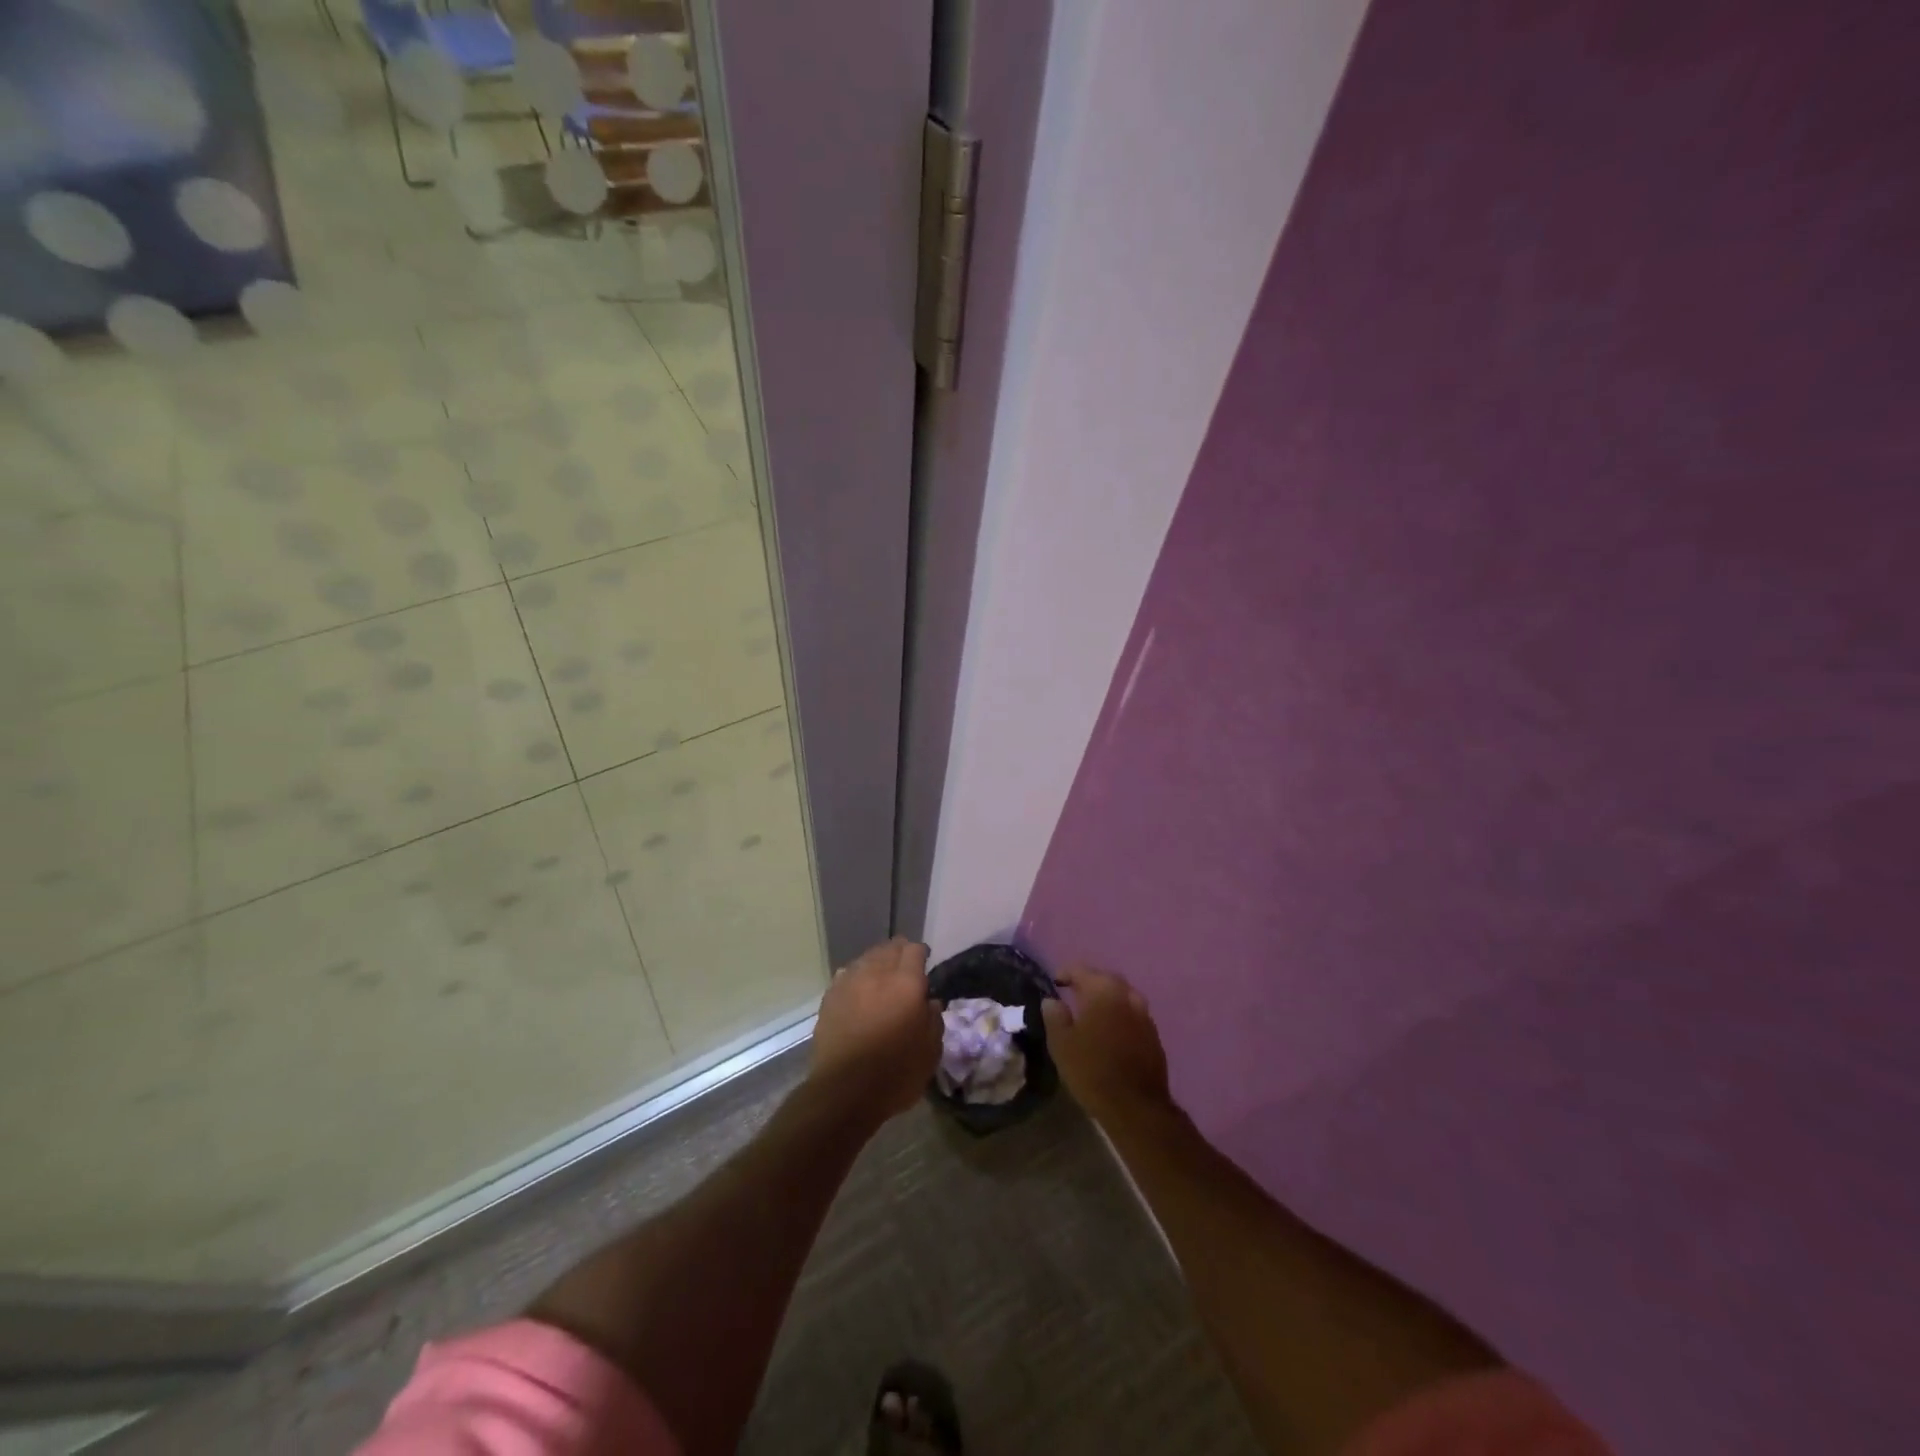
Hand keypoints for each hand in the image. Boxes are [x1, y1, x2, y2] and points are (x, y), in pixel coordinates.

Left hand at [810, 937, 942, 1119]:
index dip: (920, 953)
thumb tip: (929, 1002)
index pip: (914, 950)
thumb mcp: (930, 1052)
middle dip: (899, 953)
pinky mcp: (830, 997)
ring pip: (866, 958)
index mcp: (906, 983)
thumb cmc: (896, 1073)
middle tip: (904, 968)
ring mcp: (850, 983)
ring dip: (877, 962)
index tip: (924, 963)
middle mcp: (877, 974)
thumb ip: (934, 1020)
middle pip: (889, 948)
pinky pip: (846, 975)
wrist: (844, 1092)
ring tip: (880, 977)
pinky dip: (856, 977)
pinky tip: (858, 990)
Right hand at [1042, 964, 1172, 1124]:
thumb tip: (1052, 1000)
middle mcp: (1126, 995)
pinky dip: (1119, 1013)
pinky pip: (1132, 1013)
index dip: (1065, 973)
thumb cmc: (1092, 1070)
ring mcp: (1144, 1014)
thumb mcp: (1061, 1044)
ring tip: (1092, 1011)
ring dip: (1106, 997)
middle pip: (1104, 978)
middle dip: (1088, 982)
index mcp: (1102, 991)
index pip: (1080, 969)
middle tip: (1072, 993)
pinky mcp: (1153, 1033)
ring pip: (1121, 995)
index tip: (1054, 983)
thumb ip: (1054, 1016)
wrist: (1136, 1106)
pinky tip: (1110, 1029)